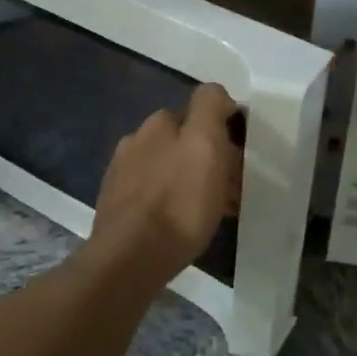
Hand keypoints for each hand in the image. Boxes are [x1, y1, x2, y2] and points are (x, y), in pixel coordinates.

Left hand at [89, 83, 241, 279]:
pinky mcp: (117, 208)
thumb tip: (217, 96)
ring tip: (213, 211)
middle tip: (232, 187)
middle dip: (208, 158)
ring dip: (192, 182)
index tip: (240, 157)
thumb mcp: (205, 143)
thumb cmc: (179, 200)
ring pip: (169, 170)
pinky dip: (173, 202)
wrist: (131, 260)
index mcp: (157, 123)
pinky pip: (155, 196)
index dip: (222, 130)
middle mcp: (135, 141)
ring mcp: (122, 176)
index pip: (198, 111)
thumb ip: (210, 107)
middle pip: (182, 142)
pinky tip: (183, 224)